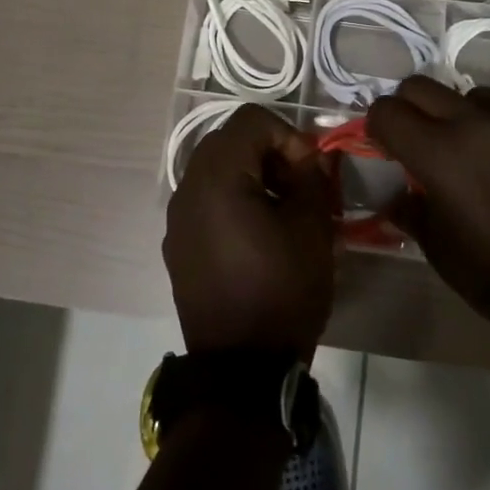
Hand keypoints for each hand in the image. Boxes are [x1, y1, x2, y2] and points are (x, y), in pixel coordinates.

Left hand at [163, 105, 337, 361]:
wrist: (242, 370)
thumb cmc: (282, 290)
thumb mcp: (312, 229)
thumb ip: (313, 178)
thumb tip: (312, 157)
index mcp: (217, 176)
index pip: (251, 120)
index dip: (288, 135)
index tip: (309, 171)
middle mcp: (187, 188)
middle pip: (229, 140)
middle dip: (269, 152)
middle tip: (298, 186)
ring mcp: (177, 218)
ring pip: (215, 170)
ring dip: (250, 175)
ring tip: (281, 211)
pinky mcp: (177, 245)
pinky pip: (205, 201)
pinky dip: (232, 200)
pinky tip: (257, 236)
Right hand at [367, 77, 489, 350]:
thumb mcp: (442, 254)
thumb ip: (411, 211)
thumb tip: (396, 192)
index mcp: (442, 155)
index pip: (387, 112)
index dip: (377, 128)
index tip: (386, 149)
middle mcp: (478, 125)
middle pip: (420, 86)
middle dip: (408, 109)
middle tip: (418, 144)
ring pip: (470, 94)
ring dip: (458, 115)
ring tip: (472, 152)